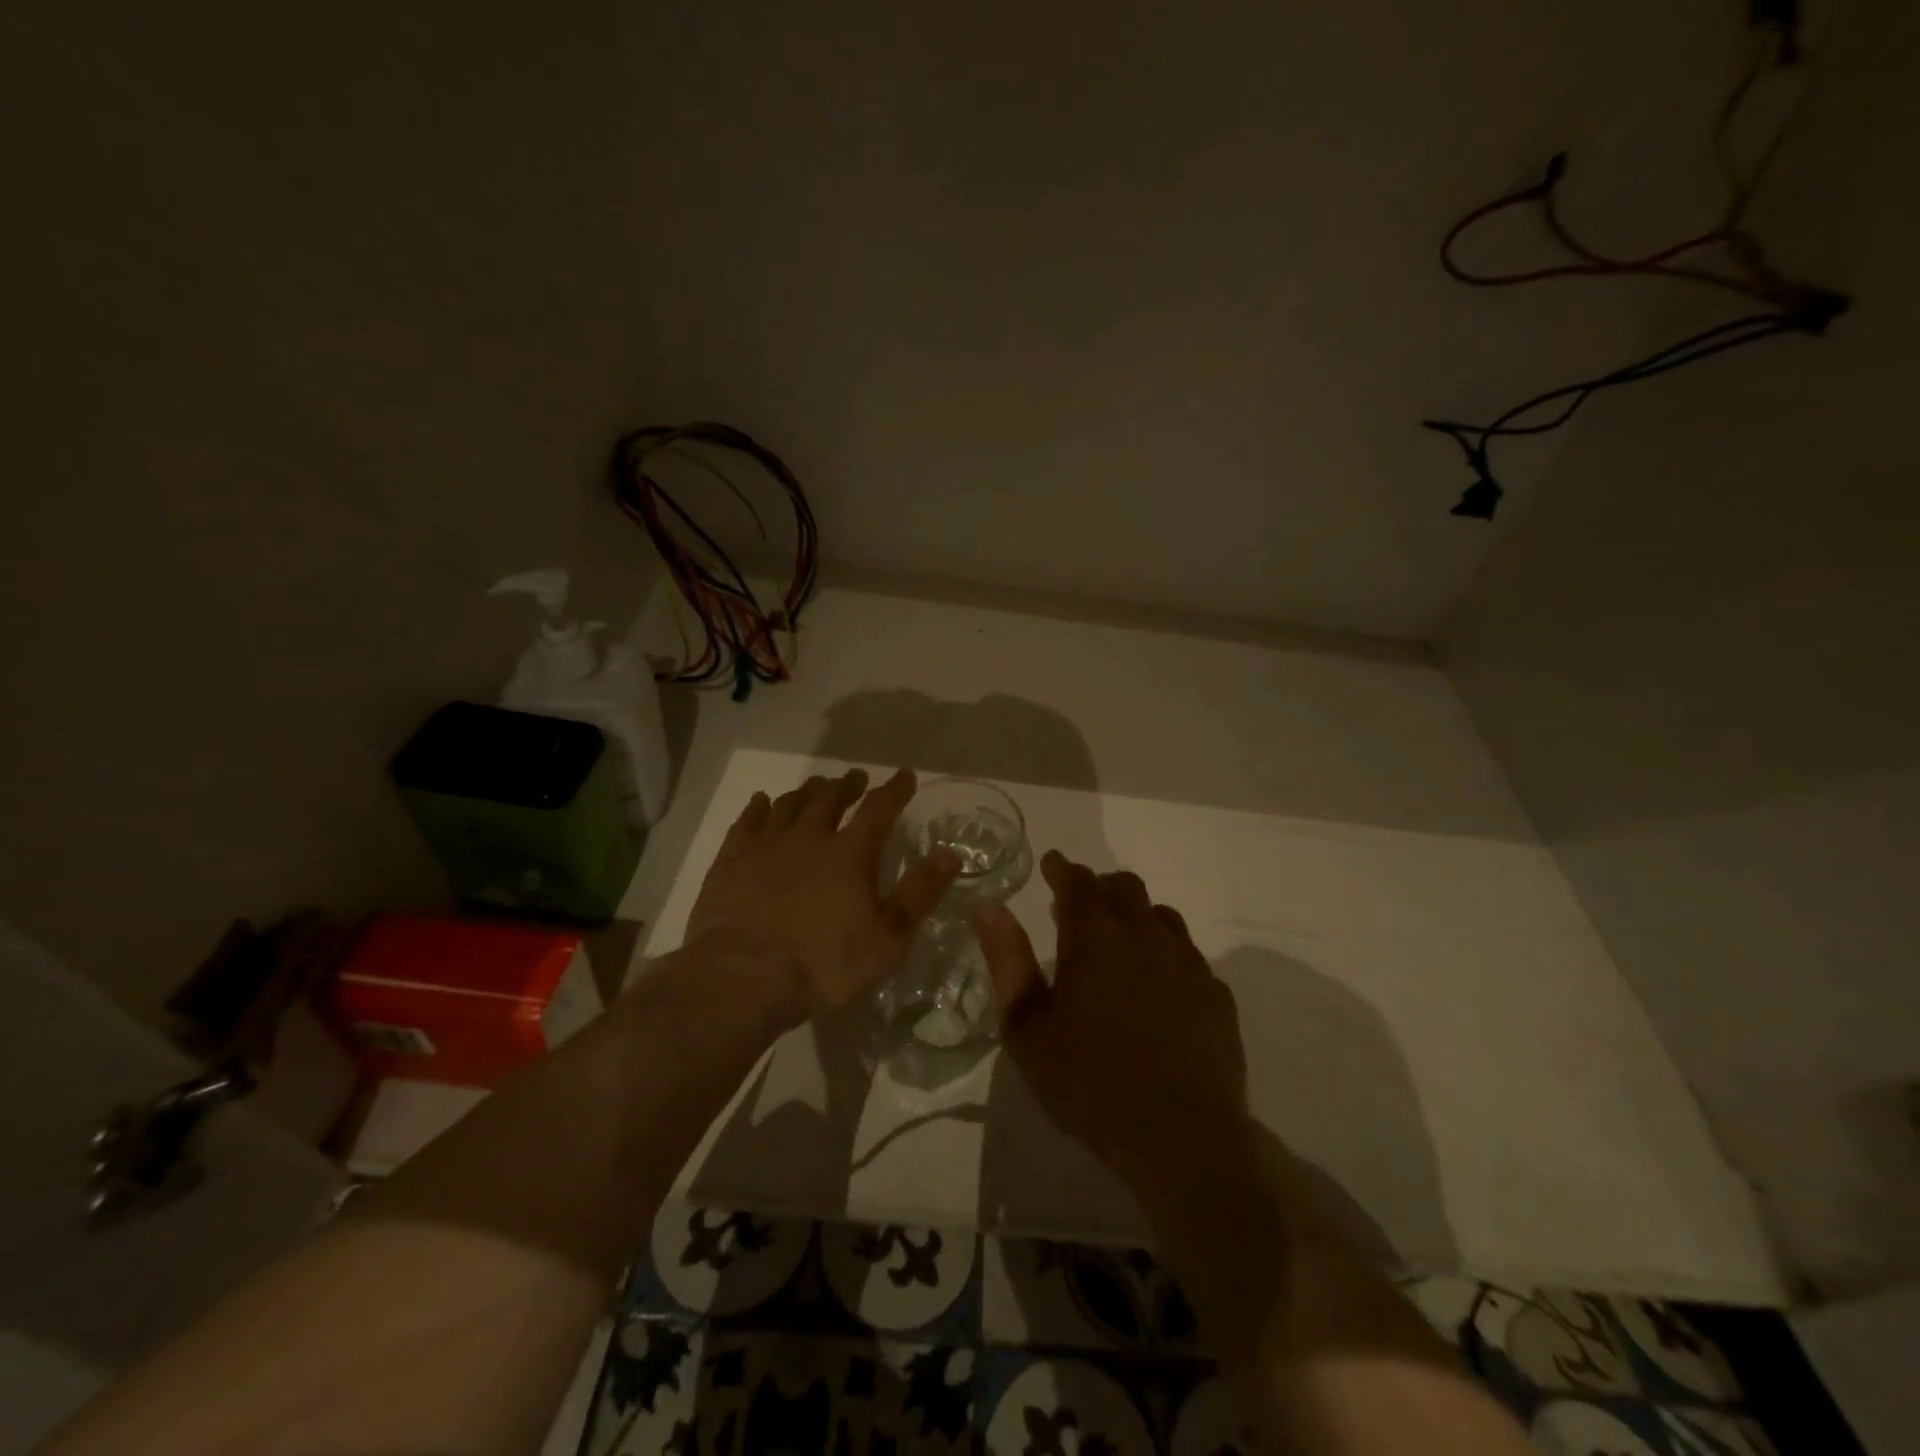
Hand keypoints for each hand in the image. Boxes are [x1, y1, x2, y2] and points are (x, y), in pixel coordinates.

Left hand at [686, 768, 960, 1018]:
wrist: (743, 978)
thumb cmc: (825, 964)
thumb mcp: (888, 938)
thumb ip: (920, 893)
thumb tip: (951, 854)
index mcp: (851, 853)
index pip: (879, 809)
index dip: (895, 790)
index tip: (905, 776)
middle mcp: (810, 836)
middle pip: (831, 798)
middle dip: (848, 785)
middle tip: (856, 778)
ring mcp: (767, 844)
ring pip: (791, 804)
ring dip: (808, 791)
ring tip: (817, 787)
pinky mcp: (732, 859)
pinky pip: (748, 820)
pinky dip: (760, 806)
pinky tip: (763, 802)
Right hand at [976, 851, 1248, 1187]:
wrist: (1181, 1138)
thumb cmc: (1089, 1083)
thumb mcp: (1027, 1028)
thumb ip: (1007, 961)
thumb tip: (988, 907)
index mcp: (1096, 938)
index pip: (1077, 882)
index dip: (1061, 868)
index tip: (1051, 864)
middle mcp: (1145, 935)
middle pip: (1124, 888)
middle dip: (1098, 887)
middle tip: (1078, 907)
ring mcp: (1188, 963)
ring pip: (1161, 916)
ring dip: (1135, 916)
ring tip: (1118, 943)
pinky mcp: (1216, 994)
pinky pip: (1188, 954)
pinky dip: (1165, 953)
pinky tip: (1158, 985)